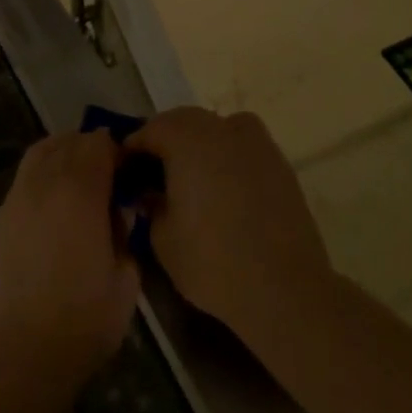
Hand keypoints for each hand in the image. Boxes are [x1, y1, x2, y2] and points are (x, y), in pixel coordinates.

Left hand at [0, 131, 140, 386]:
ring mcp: (20, 195)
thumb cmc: (82, 320)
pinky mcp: (2, 215)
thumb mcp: (125, 282)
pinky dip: (43, 172)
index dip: (117, 150)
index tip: (129, 169)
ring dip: (64, 152)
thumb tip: (120, 216)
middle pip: (70, 142)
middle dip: (92, 148)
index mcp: (81, 190)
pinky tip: (54, 200)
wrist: (20, 350)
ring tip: (80, 176)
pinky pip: (26, 175)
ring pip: (43, 151)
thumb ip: (127, 237)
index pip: (99, 144)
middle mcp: (47, 180)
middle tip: (109, 173)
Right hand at [126, 107, 333, 343]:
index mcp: (184, 137)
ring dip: (198, 145)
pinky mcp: (278, 160)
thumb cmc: (214, 262)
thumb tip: (150, 193)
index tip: (125, 173)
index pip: (148, 131)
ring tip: (194, 180)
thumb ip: (150, 206)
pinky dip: (228, 157)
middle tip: (155, 176)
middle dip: (165, 143)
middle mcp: (218, 126)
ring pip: (214, 129)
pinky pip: (242, 146)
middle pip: (181, 122)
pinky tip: (227, 190)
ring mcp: (253, 139)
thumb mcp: (162, 239)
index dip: (132, 151)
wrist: (286, 290)